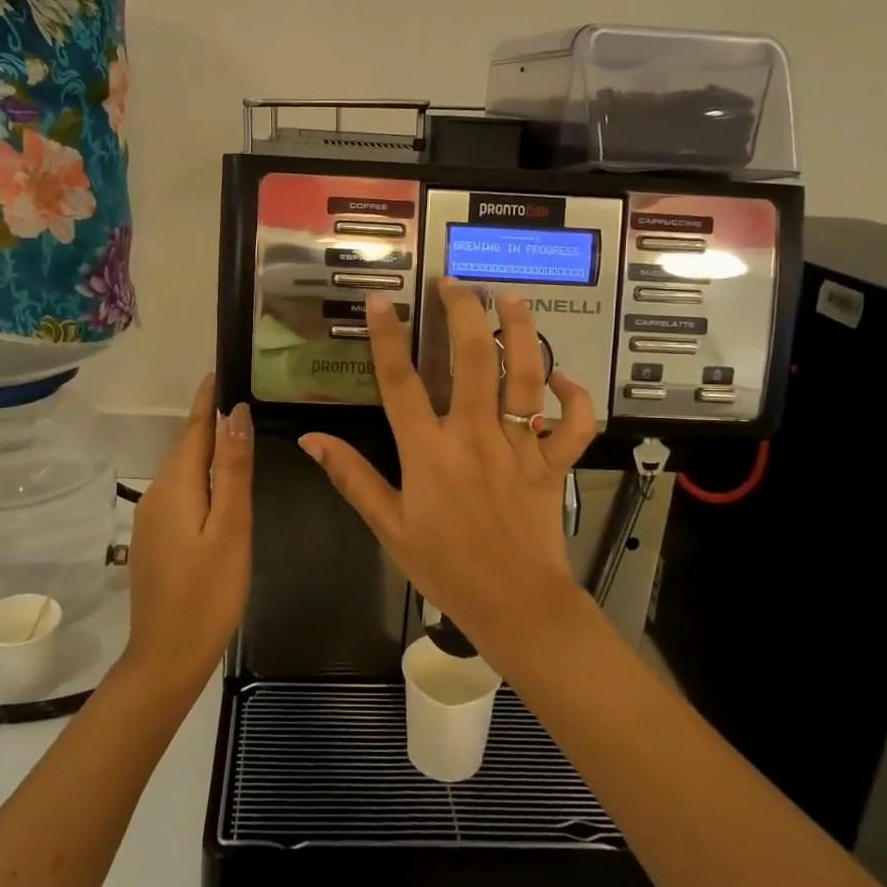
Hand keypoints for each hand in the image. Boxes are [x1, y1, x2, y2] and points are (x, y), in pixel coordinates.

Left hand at [121, 375, 253, 694]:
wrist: (167, 656)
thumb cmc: (209, 592)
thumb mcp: (231, 528)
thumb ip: (234, 470)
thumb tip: (236, 413)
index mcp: (175, 487)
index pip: (193, 430)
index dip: (206, 401)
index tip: (218, 372)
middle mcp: (156, 495)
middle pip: (184, 447)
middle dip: (206, 420)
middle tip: (235, 396)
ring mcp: (150, 520)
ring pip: (180, 470)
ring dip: (202, 447)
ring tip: (232, 431)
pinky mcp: (153, 540)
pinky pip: (177, 492)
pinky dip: (197, 475)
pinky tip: (215, 483)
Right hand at [298, 284, 597, 670]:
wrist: (515, 605)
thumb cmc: (446, 568)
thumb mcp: (389, 527)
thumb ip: (352, 478)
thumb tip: (311, 441)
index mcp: (429, 452)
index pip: (401, 382)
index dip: (388, 337)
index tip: (380, 301)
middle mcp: (475, 437)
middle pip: (473, 360)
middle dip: (464, 313)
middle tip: (456, 282)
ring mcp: (520, 447)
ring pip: (525, 377)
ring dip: (521, 331)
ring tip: (511, 297)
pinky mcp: (553, 463)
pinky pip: (573, 424)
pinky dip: (574, 397)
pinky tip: (563, 376)